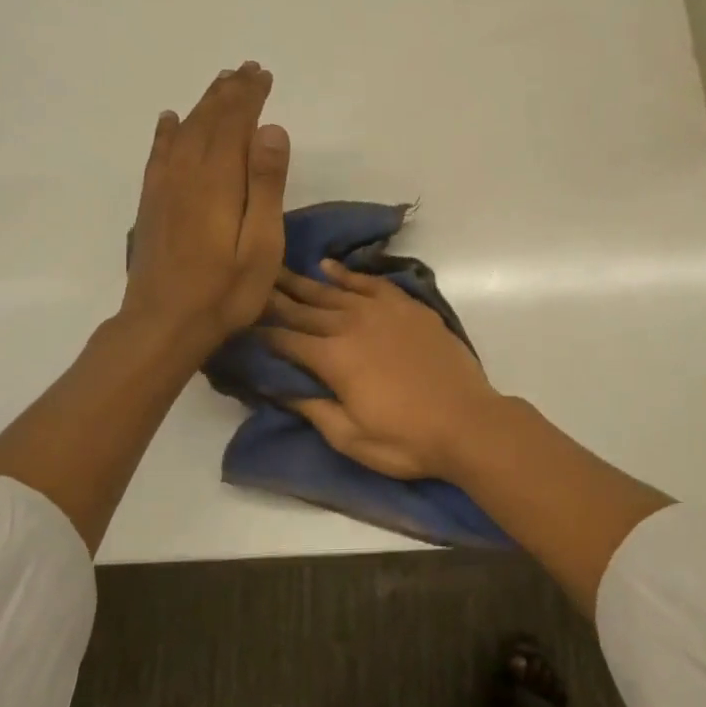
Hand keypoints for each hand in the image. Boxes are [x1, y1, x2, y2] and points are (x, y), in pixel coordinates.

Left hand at [121, 63, 290, 352]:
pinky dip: (167, 131)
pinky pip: (158, 154)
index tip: (264, 75)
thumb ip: (266, 184)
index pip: (235, 123)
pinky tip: (170, 120)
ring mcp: (164, 187)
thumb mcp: (261, 242)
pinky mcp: (152, 204)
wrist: (164, 323)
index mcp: (219, 179)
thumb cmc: (226, 290)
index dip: (249, 96)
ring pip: (184, 131)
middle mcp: (188, 172)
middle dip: (229, 92)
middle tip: (247, 70)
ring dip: (203, 104)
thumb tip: (271, 128)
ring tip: (219, 83)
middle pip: (209, 120)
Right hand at [262, 262, 506, 481]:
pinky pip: (371, 283)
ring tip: (278, 269)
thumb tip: (278, 387)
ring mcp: (383, 311)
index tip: (238, 323)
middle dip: (274, 297)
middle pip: (304, 308)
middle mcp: (352, 325)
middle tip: (249, 282)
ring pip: (334, 291)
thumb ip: (312, 408)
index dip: (259, 333)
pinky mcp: (408, 307)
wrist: (468, 422)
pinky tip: (330, 267)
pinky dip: (348, 274)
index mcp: (333, 358)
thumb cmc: (406, 439)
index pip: (285, 340)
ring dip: (304, 281)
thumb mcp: (350, 438)